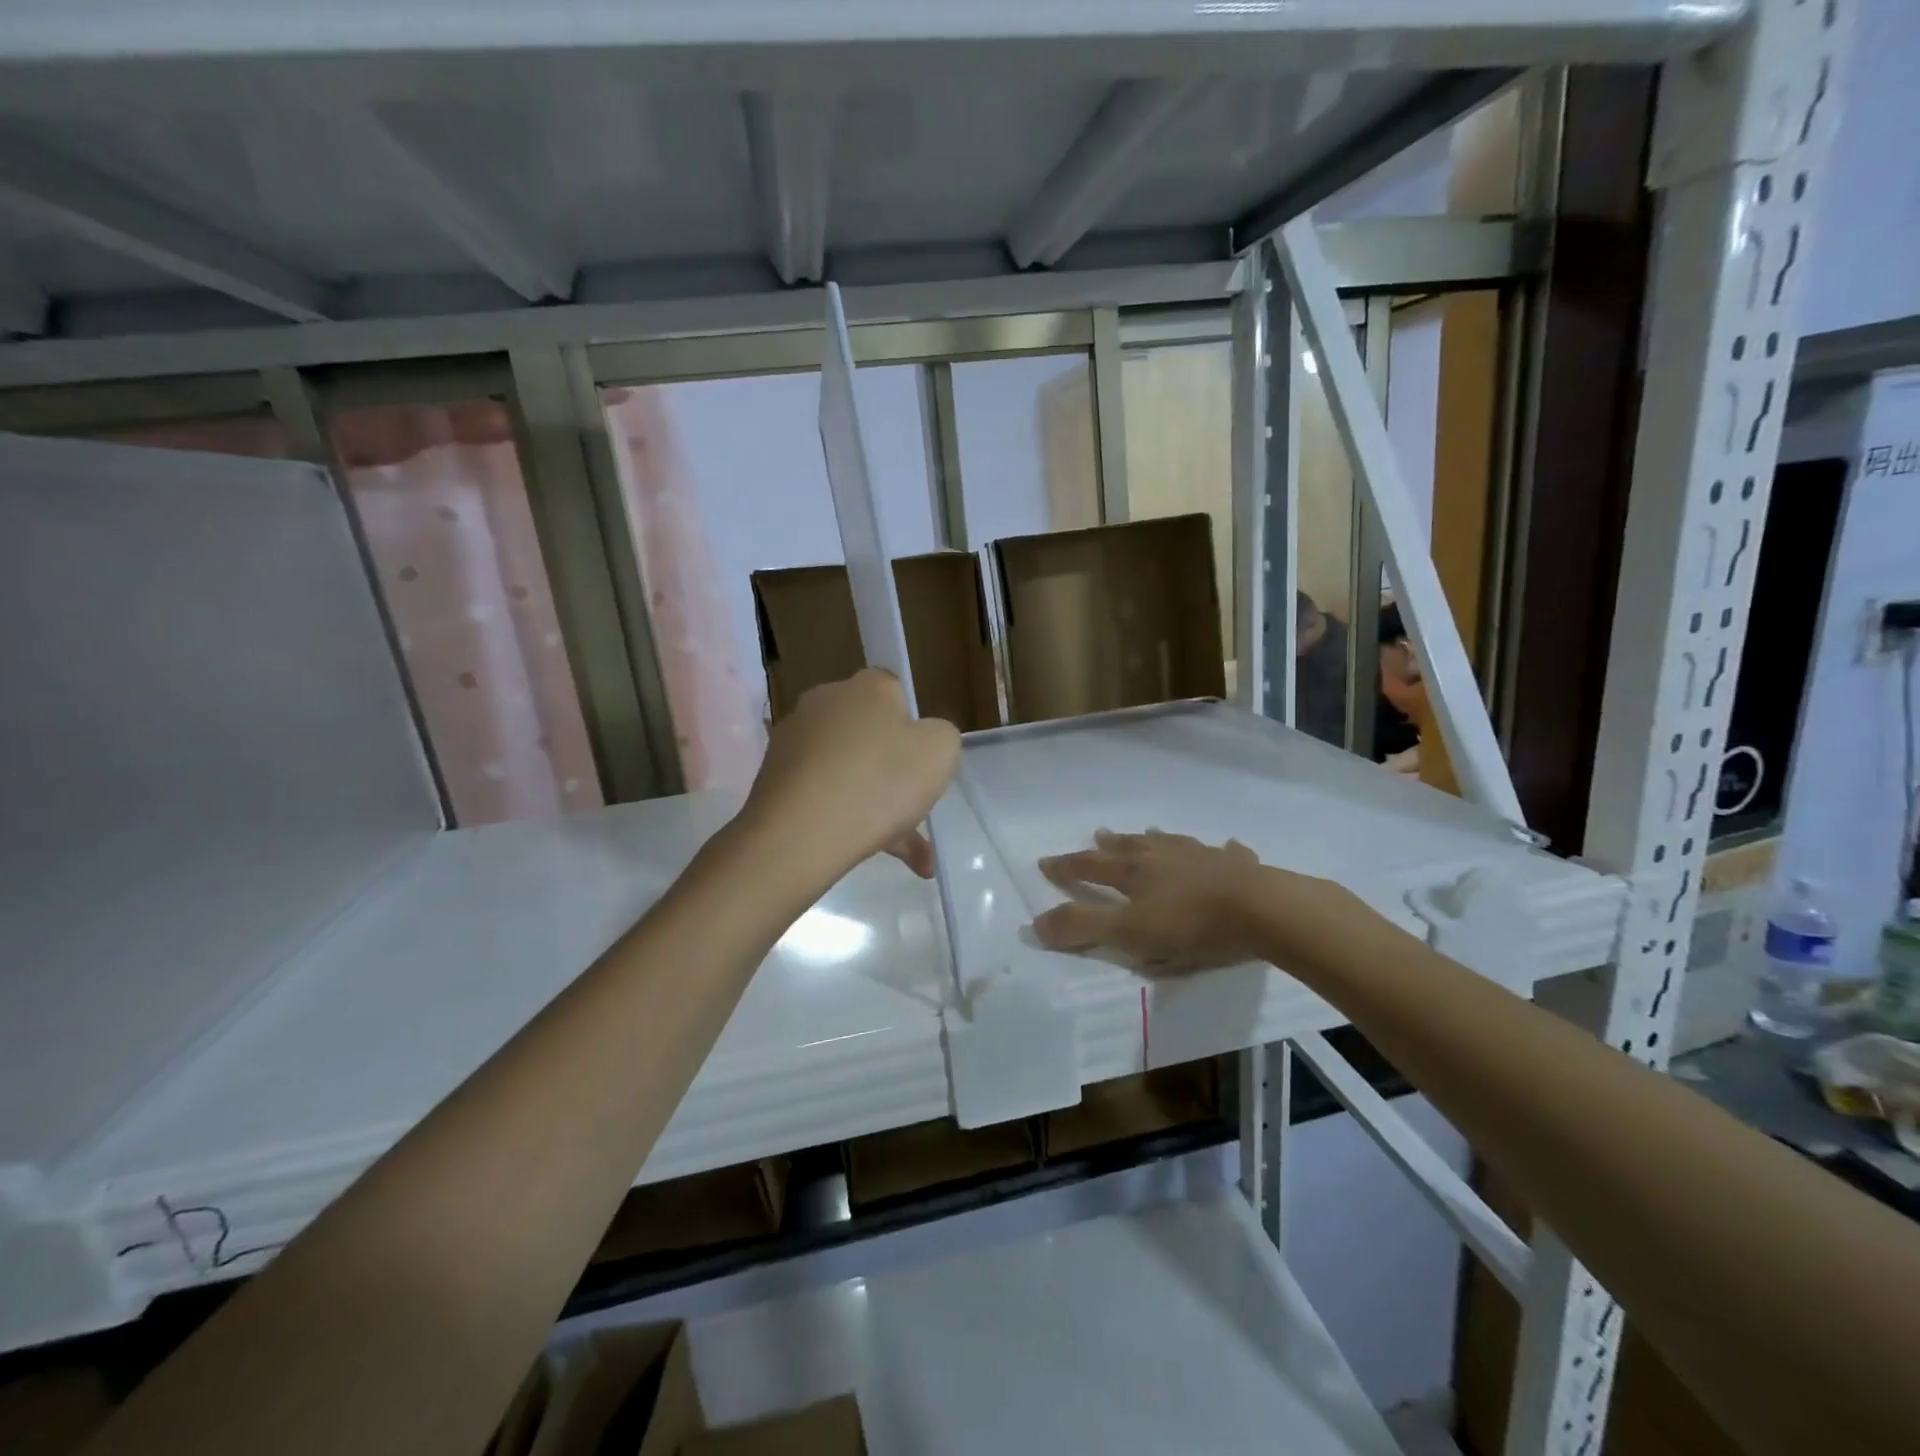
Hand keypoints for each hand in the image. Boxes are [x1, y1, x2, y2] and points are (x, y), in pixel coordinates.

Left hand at [742, 669, 959, 881]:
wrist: (799, 835)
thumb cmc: (879, 782)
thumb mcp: (940, 751)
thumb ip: (941, 735)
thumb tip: (924, 738)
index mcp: (867, 686)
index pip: (895, 694)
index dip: (913, 729)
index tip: (920, 764)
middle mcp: (825, 702)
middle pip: (868, 733)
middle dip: (890, 770)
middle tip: (912, 809)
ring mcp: (792, 740)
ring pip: (846, 771)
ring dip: (873, 805)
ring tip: (904, 854)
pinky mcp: (772, 778)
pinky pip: (821, 795)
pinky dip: (844, 819)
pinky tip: (870, 855)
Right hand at [1033, 829, 1267, 972]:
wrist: (1260, 910)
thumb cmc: (1189, 924)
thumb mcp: (1129, 933)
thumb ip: (1083, 927)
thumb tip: (1036, 923)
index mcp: (1134, 872)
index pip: (1090, 867)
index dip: (1066, 866)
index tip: (1045, 862)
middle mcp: (1163, 856)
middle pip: (1129, 847)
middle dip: (1109, 845)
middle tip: (1096, 836)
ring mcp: (1201, 856)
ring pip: (1171, 843)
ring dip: (1155, 839)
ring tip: (1149, 833)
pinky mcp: (1236, 866)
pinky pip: (1226, 852)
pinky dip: (1221, 849)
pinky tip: (1226, 846)